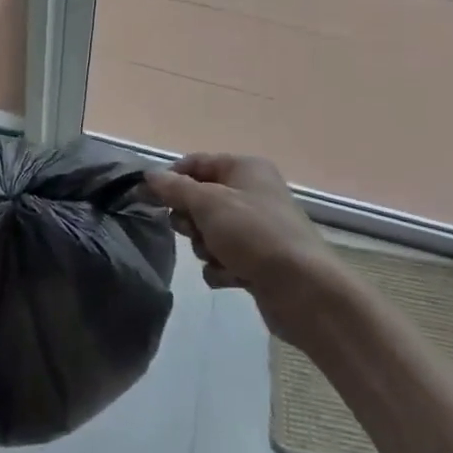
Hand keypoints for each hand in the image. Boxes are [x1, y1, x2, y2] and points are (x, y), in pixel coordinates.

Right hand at [145, 154, 339, 340]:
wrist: (303, 290)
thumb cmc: (254, 234)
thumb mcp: (208, 203)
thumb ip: (174, 188)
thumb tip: (149, 175)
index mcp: (245, 168)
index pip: (196, 163)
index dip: (171, 179)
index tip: (149, 199)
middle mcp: (252, 193)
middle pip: (200, 199)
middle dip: (191, 220)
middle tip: (195, 230)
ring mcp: (256, 228)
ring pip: (208, 232)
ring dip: (205, 247)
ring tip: (220, 257)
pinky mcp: (257, 260)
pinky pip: (222, 259)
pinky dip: (221, 269)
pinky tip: (233, 277)